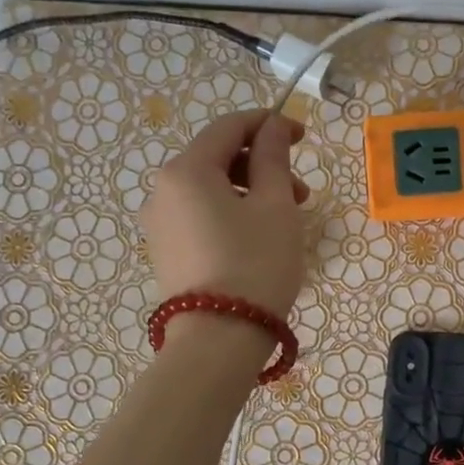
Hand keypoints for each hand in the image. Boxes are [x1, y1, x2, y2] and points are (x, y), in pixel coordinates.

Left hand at [142, 110, 309, 319]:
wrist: (218, 340)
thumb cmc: (255, 264)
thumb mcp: (275, 206)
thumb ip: (273, 159)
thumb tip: (271, 128)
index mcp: (187, 170)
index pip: (228, 127)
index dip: (268, 124)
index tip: (302, 137)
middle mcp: (163, 190)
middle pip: (217, 158)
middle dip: (262, 165)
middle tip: (301, 192)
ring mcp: (160, 225)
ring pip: (211, 190)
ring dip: (251, 192)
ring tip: (286, 220)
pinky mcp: (167, 253)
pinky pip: (202, 217)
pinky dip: (232, 215)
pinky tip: (259, 239)